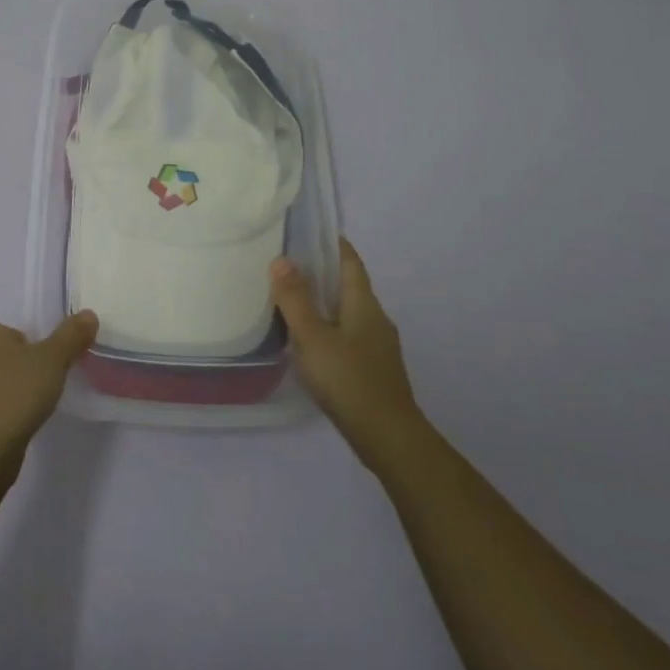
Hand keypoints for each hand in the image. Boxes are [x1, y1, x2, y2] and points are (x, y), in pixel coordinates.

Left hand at [0, 311, 97, 470]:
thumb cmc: (13, 394)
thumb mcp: (52, 361)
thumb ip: (71, 336)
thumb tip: (89, 314)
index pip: (5, 329)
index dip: (26, 347)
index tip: (40, 368)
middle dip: (11, 366)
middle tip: (34, 388)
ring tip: (22, 410)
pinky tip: (6, 427)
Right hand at [271, 240, 425, 473]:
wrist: (388, 437)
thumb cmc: (348, 380)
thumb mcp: (313, 336)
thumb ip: (295, 299)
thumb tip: (282, 260)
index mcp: (364, 303)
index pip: (350, 261)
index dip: (332, 244)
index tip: (308, 232)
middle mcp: (375, 318)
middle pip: (348, 285)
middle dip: (322, 273)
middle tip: (287, 265)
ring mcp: (378, 345)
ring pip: (348, 311)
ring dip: (324, 302)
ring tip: (291, 300)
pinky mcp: (373, 369)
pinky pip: (348, 334)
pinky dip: (329, 327)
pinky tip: (310, 341)